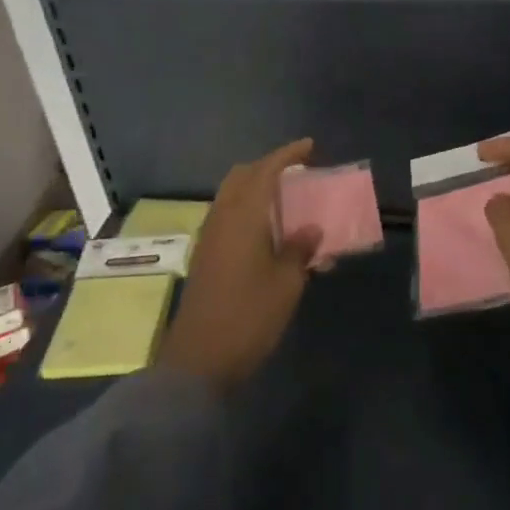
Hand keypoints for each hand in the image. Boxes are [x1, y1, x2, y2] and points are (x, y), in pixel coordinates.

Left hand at [156, 139, 321, 390]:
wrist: (198, 362)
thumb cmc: (249, 317)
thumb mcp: (286, 284)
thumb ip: (300, 250)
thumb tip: (311, 230)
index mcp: (244, 216)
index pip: (266, 170)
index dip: (288, 155)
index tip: (309, 146)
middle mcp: (223, 217)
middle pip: (243, 176)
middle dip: (268, 167)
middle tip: (296, 173)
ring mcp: (209, 237)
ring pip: (232, 195)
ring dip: (256, 188)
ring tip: (285, 199)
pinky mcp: (205, 256)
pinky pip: (228, 215)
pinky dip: (248, 209)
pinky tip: (266, 230)